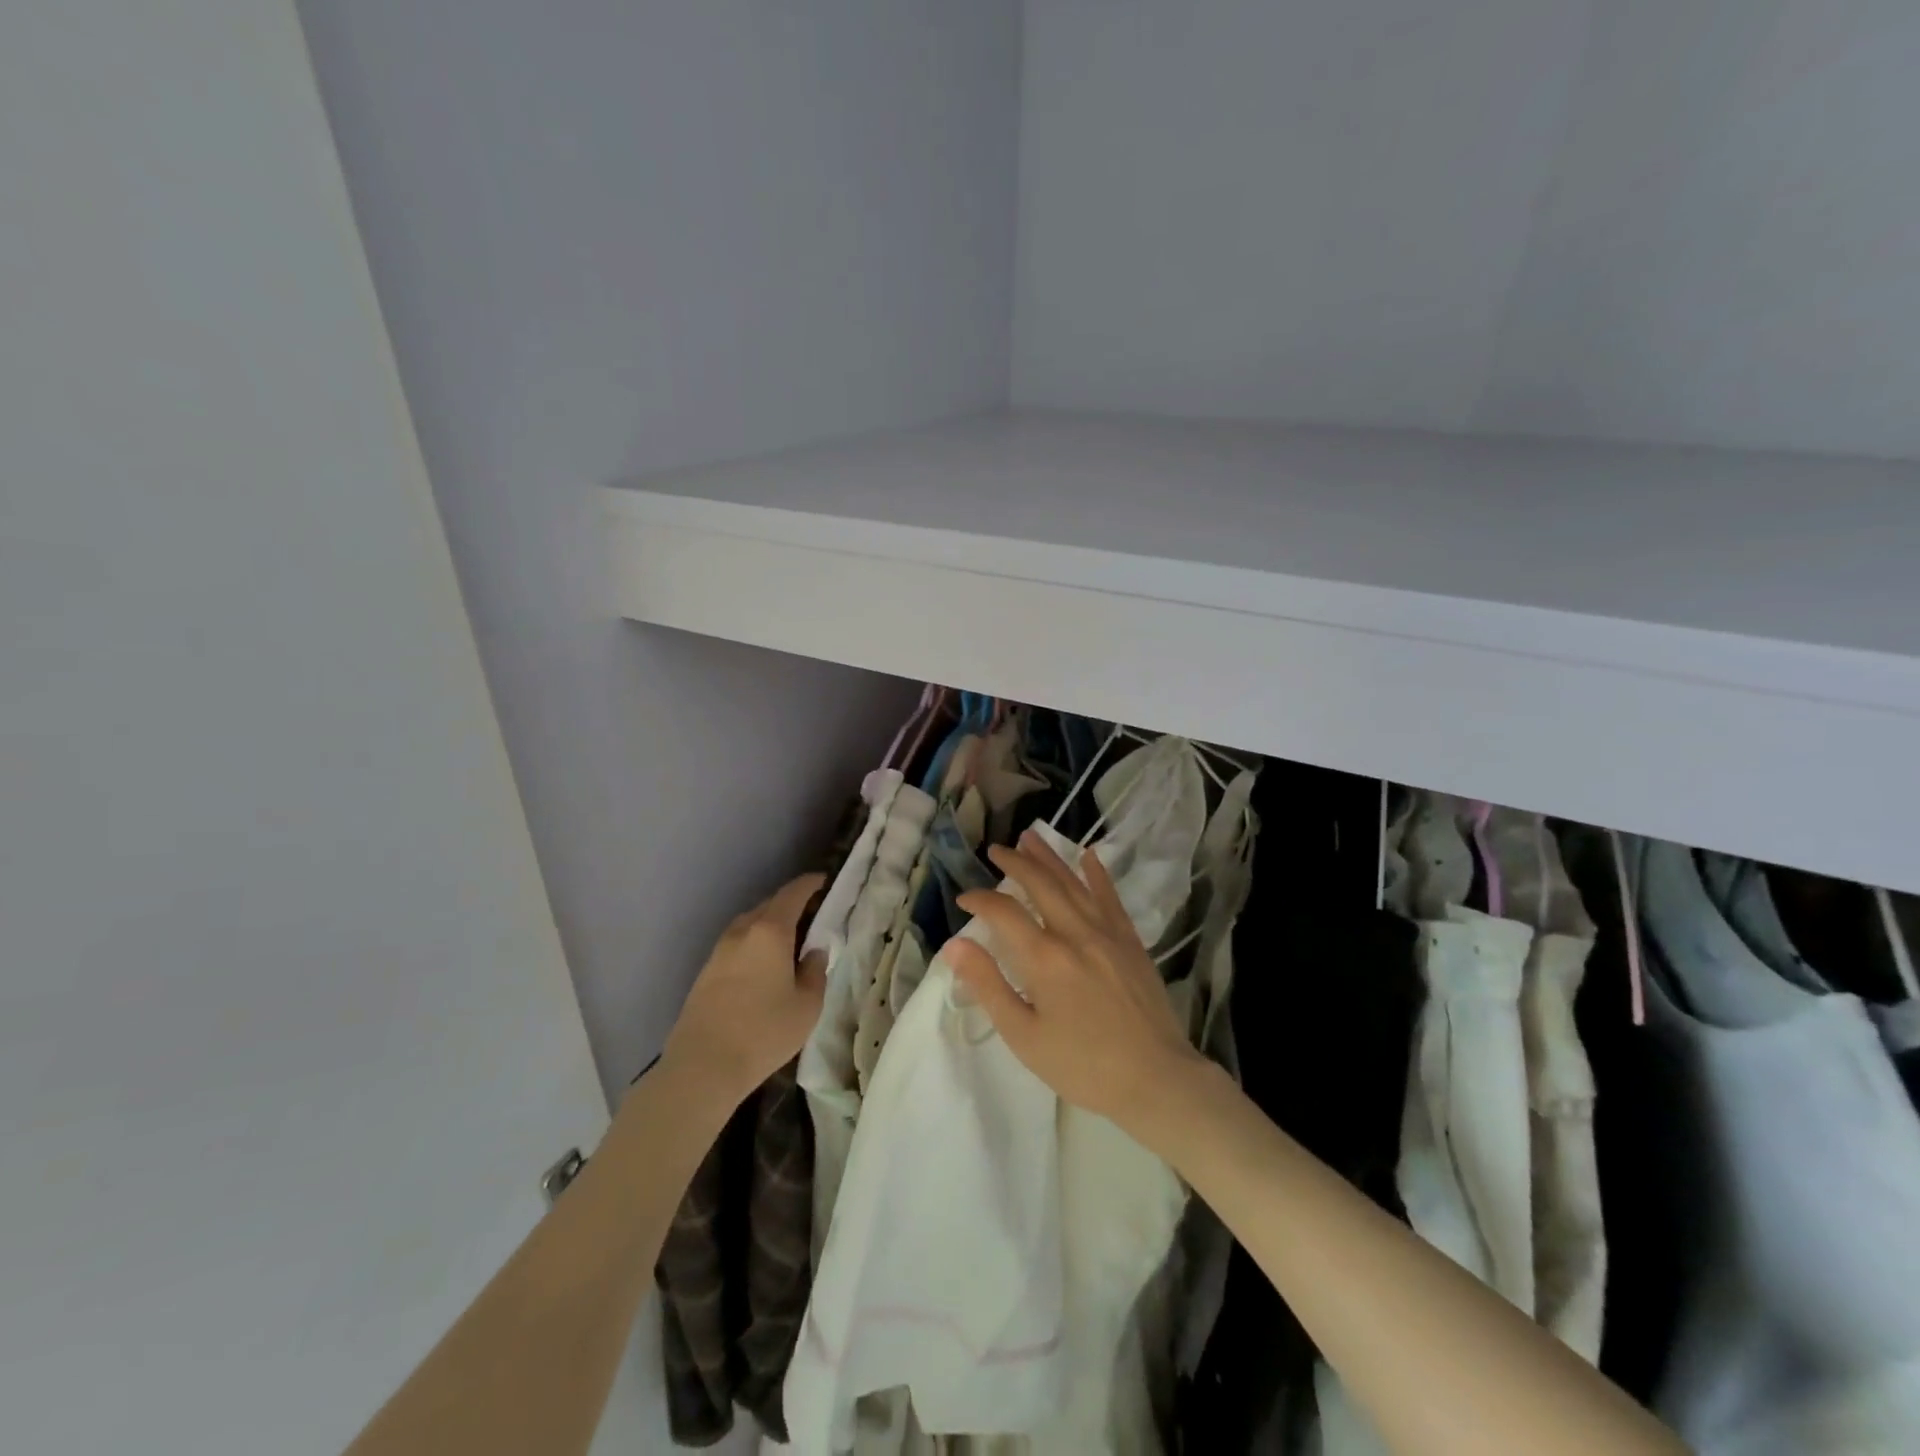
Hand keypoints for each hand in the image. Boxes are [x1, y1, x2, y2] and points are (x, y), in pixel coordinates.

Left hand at [662, 873, 827, 1106]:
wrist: (702, 1066)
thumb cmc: (764, 1032)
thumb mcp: (807, 1005)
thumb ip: (815, 972)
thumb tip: (814, 953)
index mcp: (770, 931)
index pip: (793, 893)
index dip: (810, 884)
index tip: (824, 882)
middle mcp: (742, 931)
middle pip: (770, 905)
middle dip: (791, 904)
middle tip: (812, 916)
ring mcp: (720, 951)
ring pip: (750, 924)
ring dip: (770, 925)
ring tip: (789, 941)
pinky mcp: (706, 971)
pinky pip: (737, 944)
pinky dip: (754, 943)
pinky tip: (763, 965)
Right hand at [947, 831, 1205, 1133]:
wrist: (1156, 1080)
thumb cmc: (1082, 1065)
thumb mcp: (1024, 1036)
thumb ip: (988, 986)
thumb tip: (955, 946)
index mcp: (1045, 958)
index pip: (1004, 912)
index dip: (980, 900)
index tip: (964, 899)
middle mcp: (1076, 933)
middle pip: (1041, 884)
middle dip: (1015, 863)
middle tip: (996, 850)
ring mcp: (1108, 933)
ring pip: (1074, 883)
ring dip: (1050, 858)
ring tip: (1030, 837)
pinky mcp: (1131, 941)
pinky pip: (1110, 897)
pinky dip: (1098, 874)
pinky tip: (1089, 856)